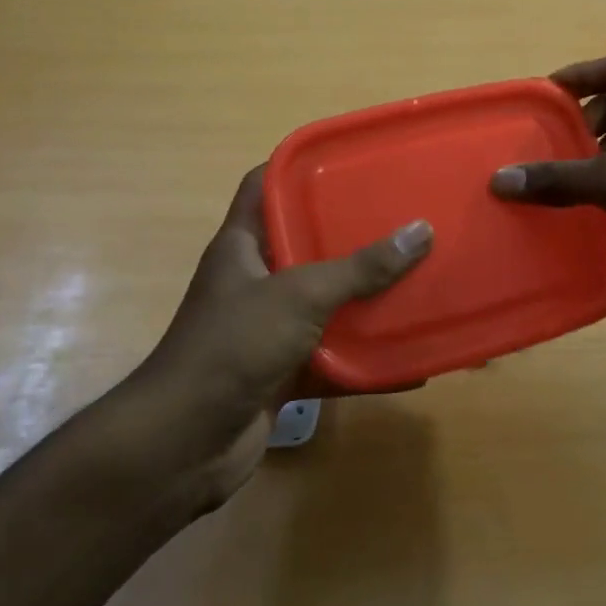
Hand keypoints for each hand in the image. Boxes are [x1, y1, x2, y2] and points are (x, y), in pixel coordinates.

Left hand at [129, 167, 431, 506]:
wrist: (185, 446)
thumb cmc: (233, 347)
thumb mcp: (299, 296)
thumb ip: (360, 268)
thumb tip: (421, 231)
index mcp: (242, 246)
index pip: (263, 186)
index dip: (298, 167)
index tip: (348, 160)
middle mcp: (254, 281)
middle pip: (305, 245)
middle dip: (351, 234)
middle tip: (402, 218)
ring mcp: (267, 330)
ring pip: (325, 305)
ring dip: (366, 301)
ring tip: (418, 281)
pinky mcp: (282, 374)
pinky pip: (333, 360)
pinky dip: (367, 362)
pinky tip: (412, 362)